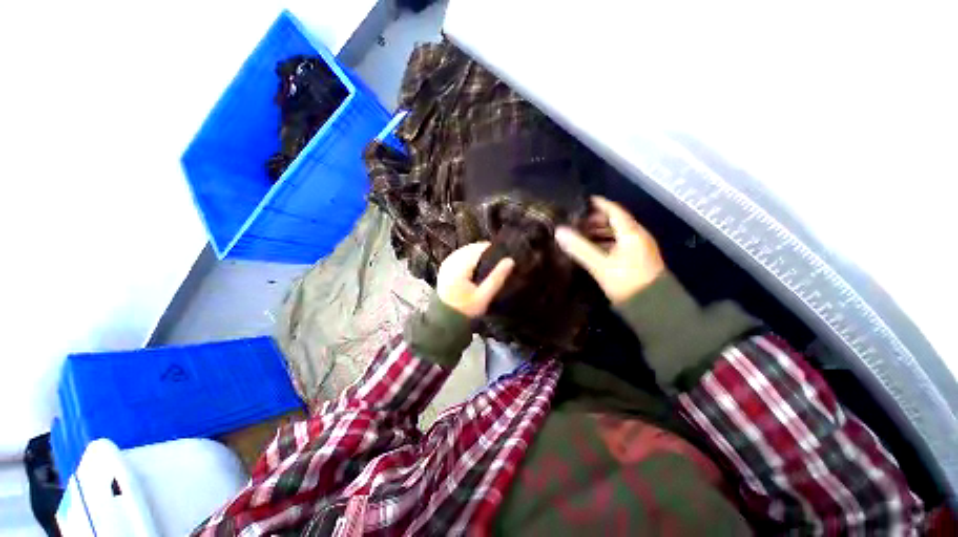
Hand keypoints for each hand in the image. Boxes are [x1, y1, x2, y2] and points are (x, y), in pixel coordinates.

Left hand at [437, 242, 514, 317]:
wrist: (446, 318)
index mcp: (459, 267)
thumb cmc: (466, 309)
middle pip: (471, 248)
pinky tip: (476, 266)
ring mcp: (446, 263)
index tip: (503, 254)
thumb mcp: (484, 296)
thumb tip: (510, 260)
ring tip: (489, 263)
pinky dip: (469, 257)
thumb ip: (497, 278)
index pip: (478, 248)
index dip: (491, 249)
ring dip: (477, 254)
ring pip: (466, 250)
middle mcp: (451, 261)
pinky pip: (460, 255)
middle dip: (485, 251)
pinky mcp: (445, 267)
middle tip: (498, 260)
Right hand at [555, 196, 664, 303]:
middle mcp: (637, 236)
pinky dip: (604, 242)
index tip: (582, 201)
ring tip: (580, 234)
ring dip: (599, 232)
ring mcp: (638, 248)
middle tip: (576, 221)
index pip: (614, 210)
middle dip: (596, 219)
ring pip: (617, 233)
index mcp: (631, 233)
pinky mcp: (636, 259)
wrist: (653, 306)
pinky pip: (618, 244)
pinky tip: (592, 249)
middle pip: (615, 221)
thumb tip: (559, 231)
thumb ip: (580, 248)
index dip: (599, 204)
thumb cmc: (627, 281)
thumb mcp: (600, 265)